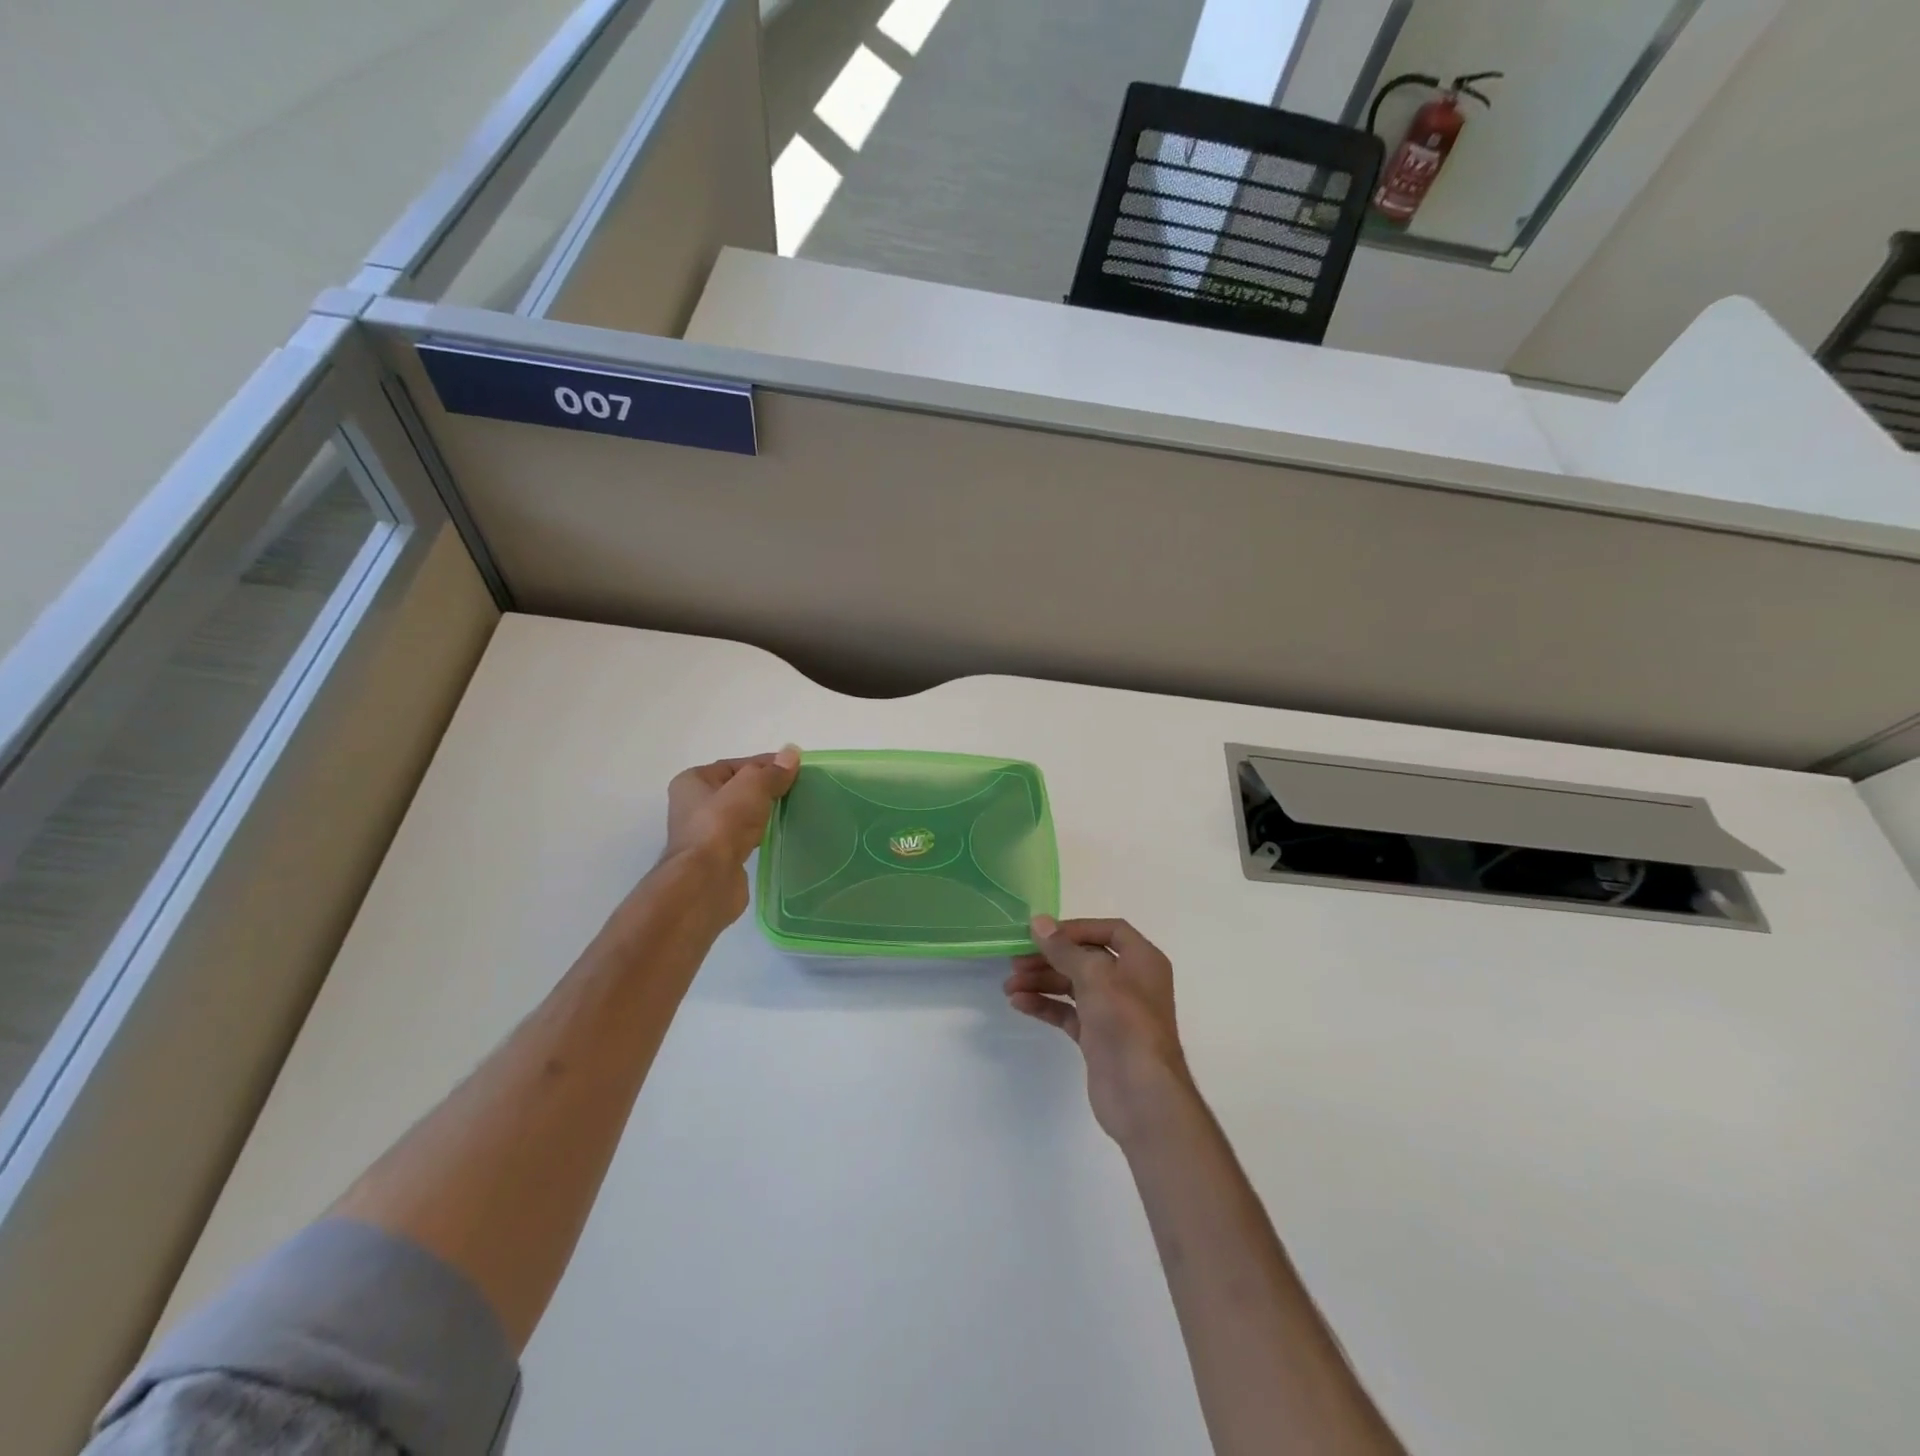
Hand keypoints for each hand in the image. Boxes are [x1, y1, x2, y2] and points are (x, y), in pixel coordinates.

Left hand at [661, 747, 800, 919]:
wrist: (708, 880)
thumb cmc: (723, 823)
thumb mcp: (753, 786)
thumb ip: (773, 771)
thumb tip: (792, 753)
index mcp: (693, 781)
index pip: (735, 765)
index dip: (766, 764)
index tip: (794, 768)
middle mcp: (692, 806)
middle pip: (738, 789)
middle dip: (765, 788)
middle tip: (796, 789)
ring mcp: (704, 834)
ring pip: (741, 815)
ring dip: (762, 813)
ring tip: (791, 810)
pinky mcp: (717, 858)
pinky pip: (743, 838)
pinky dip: (760, 834)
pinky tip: (777, 835)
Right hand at [1004, 916, 1195, 1145]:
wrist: (1141, 1094)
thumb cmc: (1125, 1023)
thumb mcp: (1095, 976)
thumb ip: (1064, 949)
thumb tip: (1039, 922)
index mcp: (1142, 960)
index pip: (1109, 930)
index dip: (1076, 929)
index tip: (1043, 934)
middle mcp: (1130, 982)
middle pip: (1086, 958)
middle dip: (1050, 958)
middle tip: (1015, 961)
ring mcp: (1114, 1011)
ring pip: (1073, 986)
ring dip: (1042, 982)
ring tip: (1009, 986)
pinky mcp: (1098, 1037)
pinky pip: (1068, 1013)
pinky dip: (1045, 1006)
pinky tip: (1019, 1003)